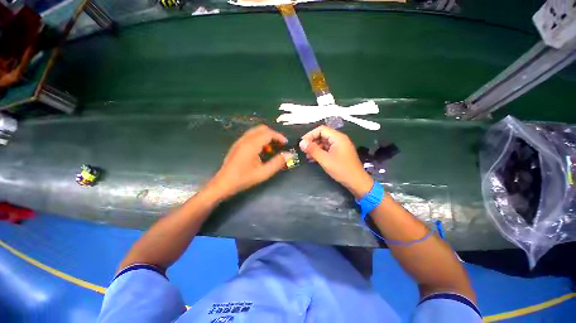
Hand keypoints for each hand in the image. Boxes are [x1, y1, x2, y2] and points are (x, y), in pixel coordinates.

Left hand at [208, 125, 289, 200]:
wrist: (223, 184)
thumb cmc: (243, 179)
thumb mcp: (263, 173)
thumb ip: (277, 163)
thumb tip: (289, 154)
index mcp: (251, 145)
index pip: (268, 133)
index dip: (279, 136)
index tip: (286, 143)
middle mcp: (245, 140)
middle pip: (262, 129)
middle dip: (273, 134)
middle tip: (279, 144)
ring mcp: (239, 141)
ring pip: (256, 131)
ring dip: (266, 136)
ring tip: (271, 149)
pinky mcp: (237, 145)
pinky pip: (250, 136)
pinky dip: (259, 139)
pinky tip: (261, 151)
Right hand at [299, 126, 373, 197]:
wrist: (356, 182)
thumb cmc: (341, 169)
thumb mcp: (325, 159)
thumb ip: (312, 150)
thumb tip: (301, 142)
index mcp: (338, 138)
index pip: (321, 129)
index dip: (310, 135)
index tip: (302, 143)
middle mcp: (339, 139)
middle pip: (322, 135)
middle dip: (312, 142)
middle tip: (303, 150)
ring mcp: (339, 146)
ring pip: (324, 143)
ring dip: (315, 148)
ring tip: (307, 156)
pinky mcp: (339, 153)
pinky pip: (327, 149)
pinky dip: (320, 152)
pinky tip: (313, 159)